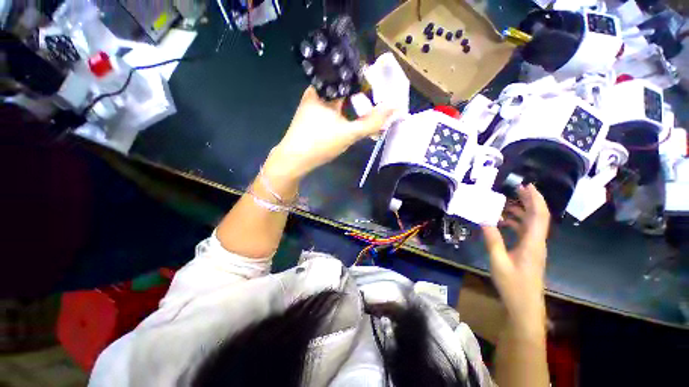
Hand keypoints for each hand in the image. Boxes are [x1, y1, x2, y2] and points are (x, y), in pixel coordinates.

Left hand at [268, 87, 392, 179]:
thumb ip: (372, 122)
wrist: (293, 161)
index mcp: (324, 89)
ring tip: (366, 117)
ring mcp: (313, 104)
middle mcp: (317, 92)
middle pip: (345, 90)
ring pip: (339, 101)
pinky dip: (343, 115)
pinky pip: (332, 110)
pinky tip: (350, 123)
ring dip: (353, 109)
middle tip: (374, 110)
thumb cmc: (320, 144)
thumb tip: (395, 107)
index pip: (351, 77)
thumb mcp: (349, 134)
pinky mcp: (311, 116)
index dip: (368, 85)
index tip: (381, 94)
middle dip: (361, 100)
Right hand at [482, 184, 550, 329]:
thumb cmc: (513, 285)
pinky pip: (525, 232)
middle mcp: (537, 242)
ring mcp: (534, 248)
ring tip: (505, 204)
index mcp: (532, 243)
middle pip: (538, 217)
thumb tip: (485, 220)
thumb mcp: (498, 262)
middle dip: (529, 201)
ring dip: (521, 212)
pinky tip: (503, 223)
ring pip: (531, 224)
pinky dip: (516, 223)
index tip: (526, 186)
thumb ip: (492, 240)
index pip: (539, 216)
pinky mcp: (529, 252)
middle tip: (515, 189)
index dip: (535, 199)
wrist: (525, 306)